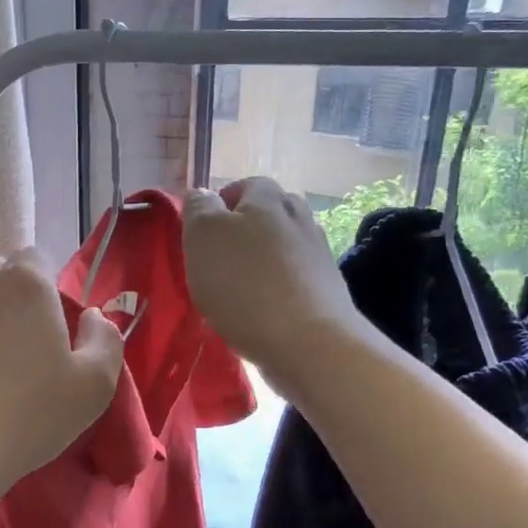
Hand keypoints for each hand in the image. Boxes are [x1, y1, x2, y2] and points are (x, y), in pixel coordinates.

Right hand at [184, 178, 356, 381]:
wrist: (309, 343)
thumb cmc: (245, 284)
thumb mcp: (203, 237)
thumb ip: (198, 209)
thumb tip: (203, 195)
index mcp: (269, 198)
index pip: (245, 185)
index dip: (222, 203)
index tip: (202, 234)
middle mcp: (300, 218)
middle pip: (268, 215)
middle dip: (244, 232)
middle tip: (218, 261)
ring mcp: (319, 255)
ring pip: (283, 248)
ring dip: (261, 263)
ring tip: (238, 291)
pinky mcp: (328, 291)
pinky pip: (294, 280)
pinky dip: (277, 290)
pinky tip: (261, 313)